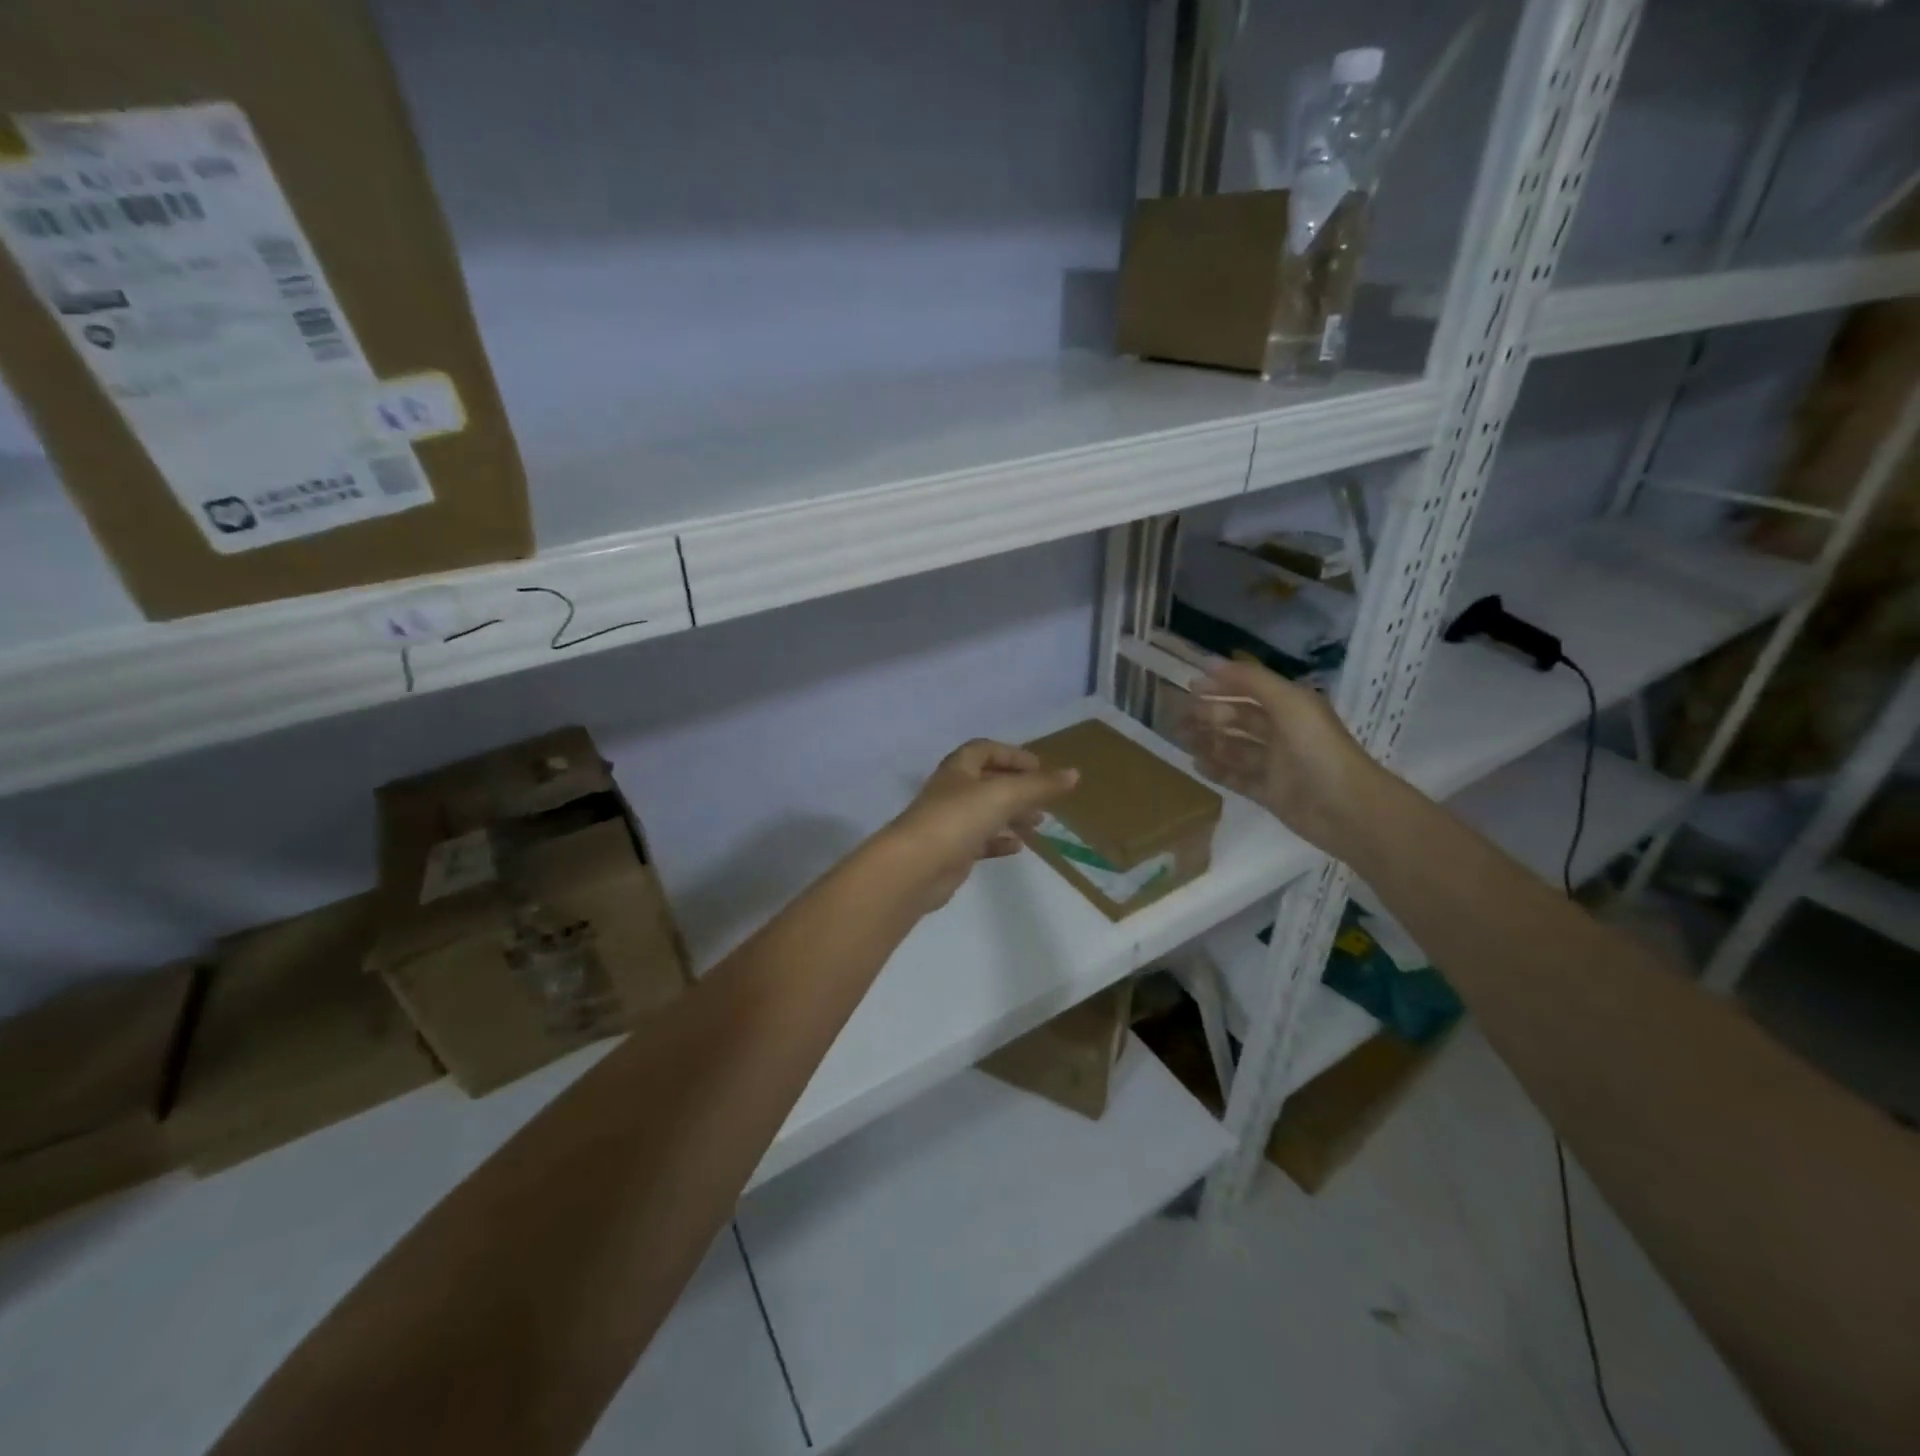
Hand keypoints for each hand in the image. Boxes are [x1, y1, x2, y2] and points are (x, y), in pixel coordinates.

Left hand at [884, 740, 1079, 909]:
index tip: (1039, 768)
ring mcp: (950, 823)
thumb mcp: (1005, 795)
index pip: (985, 750)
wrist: (916, 867)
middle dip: (1018, 788)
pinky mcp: (951, 852)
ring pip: (986, 813)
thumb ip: (1040, 785)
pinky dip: (1000, 841)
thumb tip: (1074, 774)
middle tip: (1045, 799)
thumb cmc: (958, 819)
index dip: (1012, 755)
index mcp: (959, 769)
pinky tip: (1018, 847)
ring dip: (1013, 815)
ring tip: (1039, 824)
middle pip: (988, 782)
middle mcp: (952, 792)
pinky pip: (980, 842)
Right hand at [1179, 659, 1383, 855]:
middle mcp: (1282, 732)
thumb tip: (1209, 663)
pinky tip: (1195, 764)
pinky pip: (1236, 777)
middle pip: (1239, 718)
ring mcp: (1275, 764)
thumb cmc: (1317, 748)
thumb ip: (1250, 680)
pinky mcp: (1268, 792)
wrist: (1345, 808)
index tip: (1190, 687)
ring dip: (1208, 741)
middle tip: (1180, 718)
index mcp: (1290, 707)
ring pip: (1234, 748)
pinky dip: (1217, 770)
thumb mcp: (1288, 703)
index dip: (1221, 685)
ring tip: (1181, 739)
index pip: (1250, 689)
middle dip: (1209, 715)